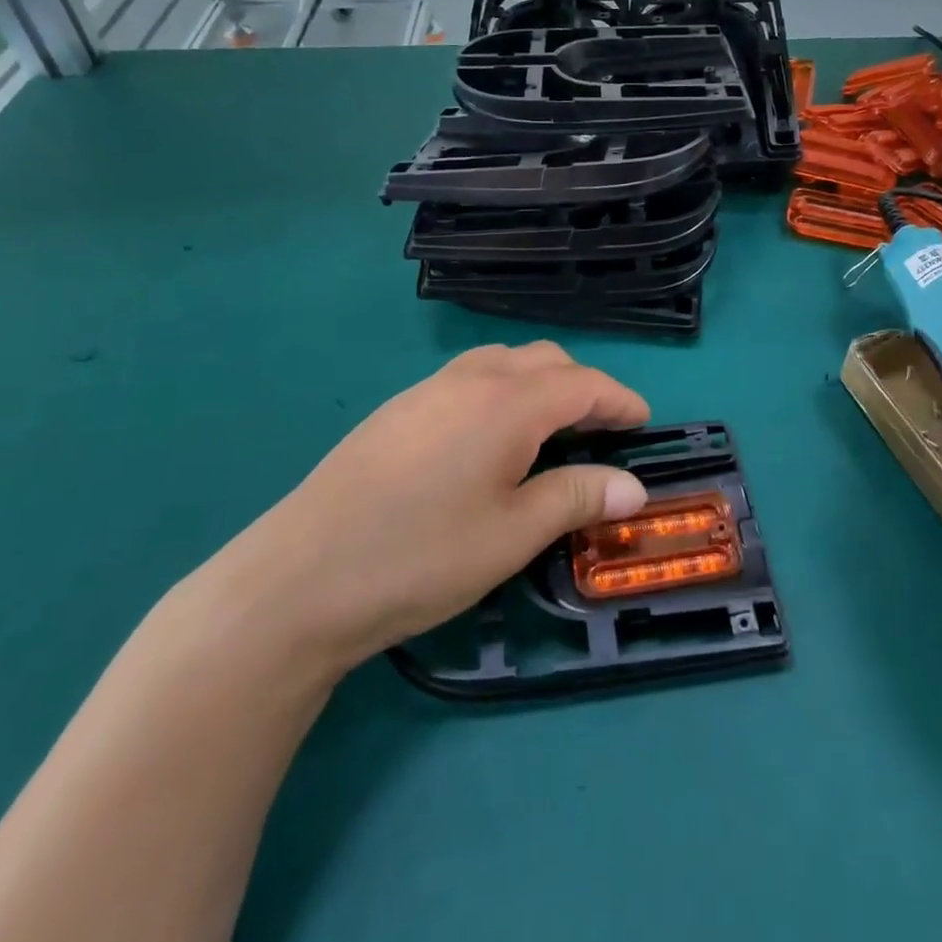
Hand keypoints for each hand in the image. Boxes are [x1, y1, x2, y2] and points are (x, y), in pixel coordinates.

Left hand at [189, 343, 650, 673]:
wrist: (297, 579)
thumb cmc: (420, 556)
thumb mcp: (513, 534)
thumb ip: (577, 497)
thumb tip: (635, 486)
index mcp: (508, 402)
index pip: (583, 383)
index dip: (620, 400)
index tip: (643, 423)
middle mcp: (470, 379)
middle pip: (545, 361)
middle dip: (582, 387)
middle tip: (600, 432)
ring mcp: (427, 390)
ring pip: (502, 363)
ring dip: (539, 384)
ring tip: (548, 431)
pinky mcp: (396, 410)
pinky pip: (467, 379)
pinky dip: (500, 392)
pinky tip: (488, 441)